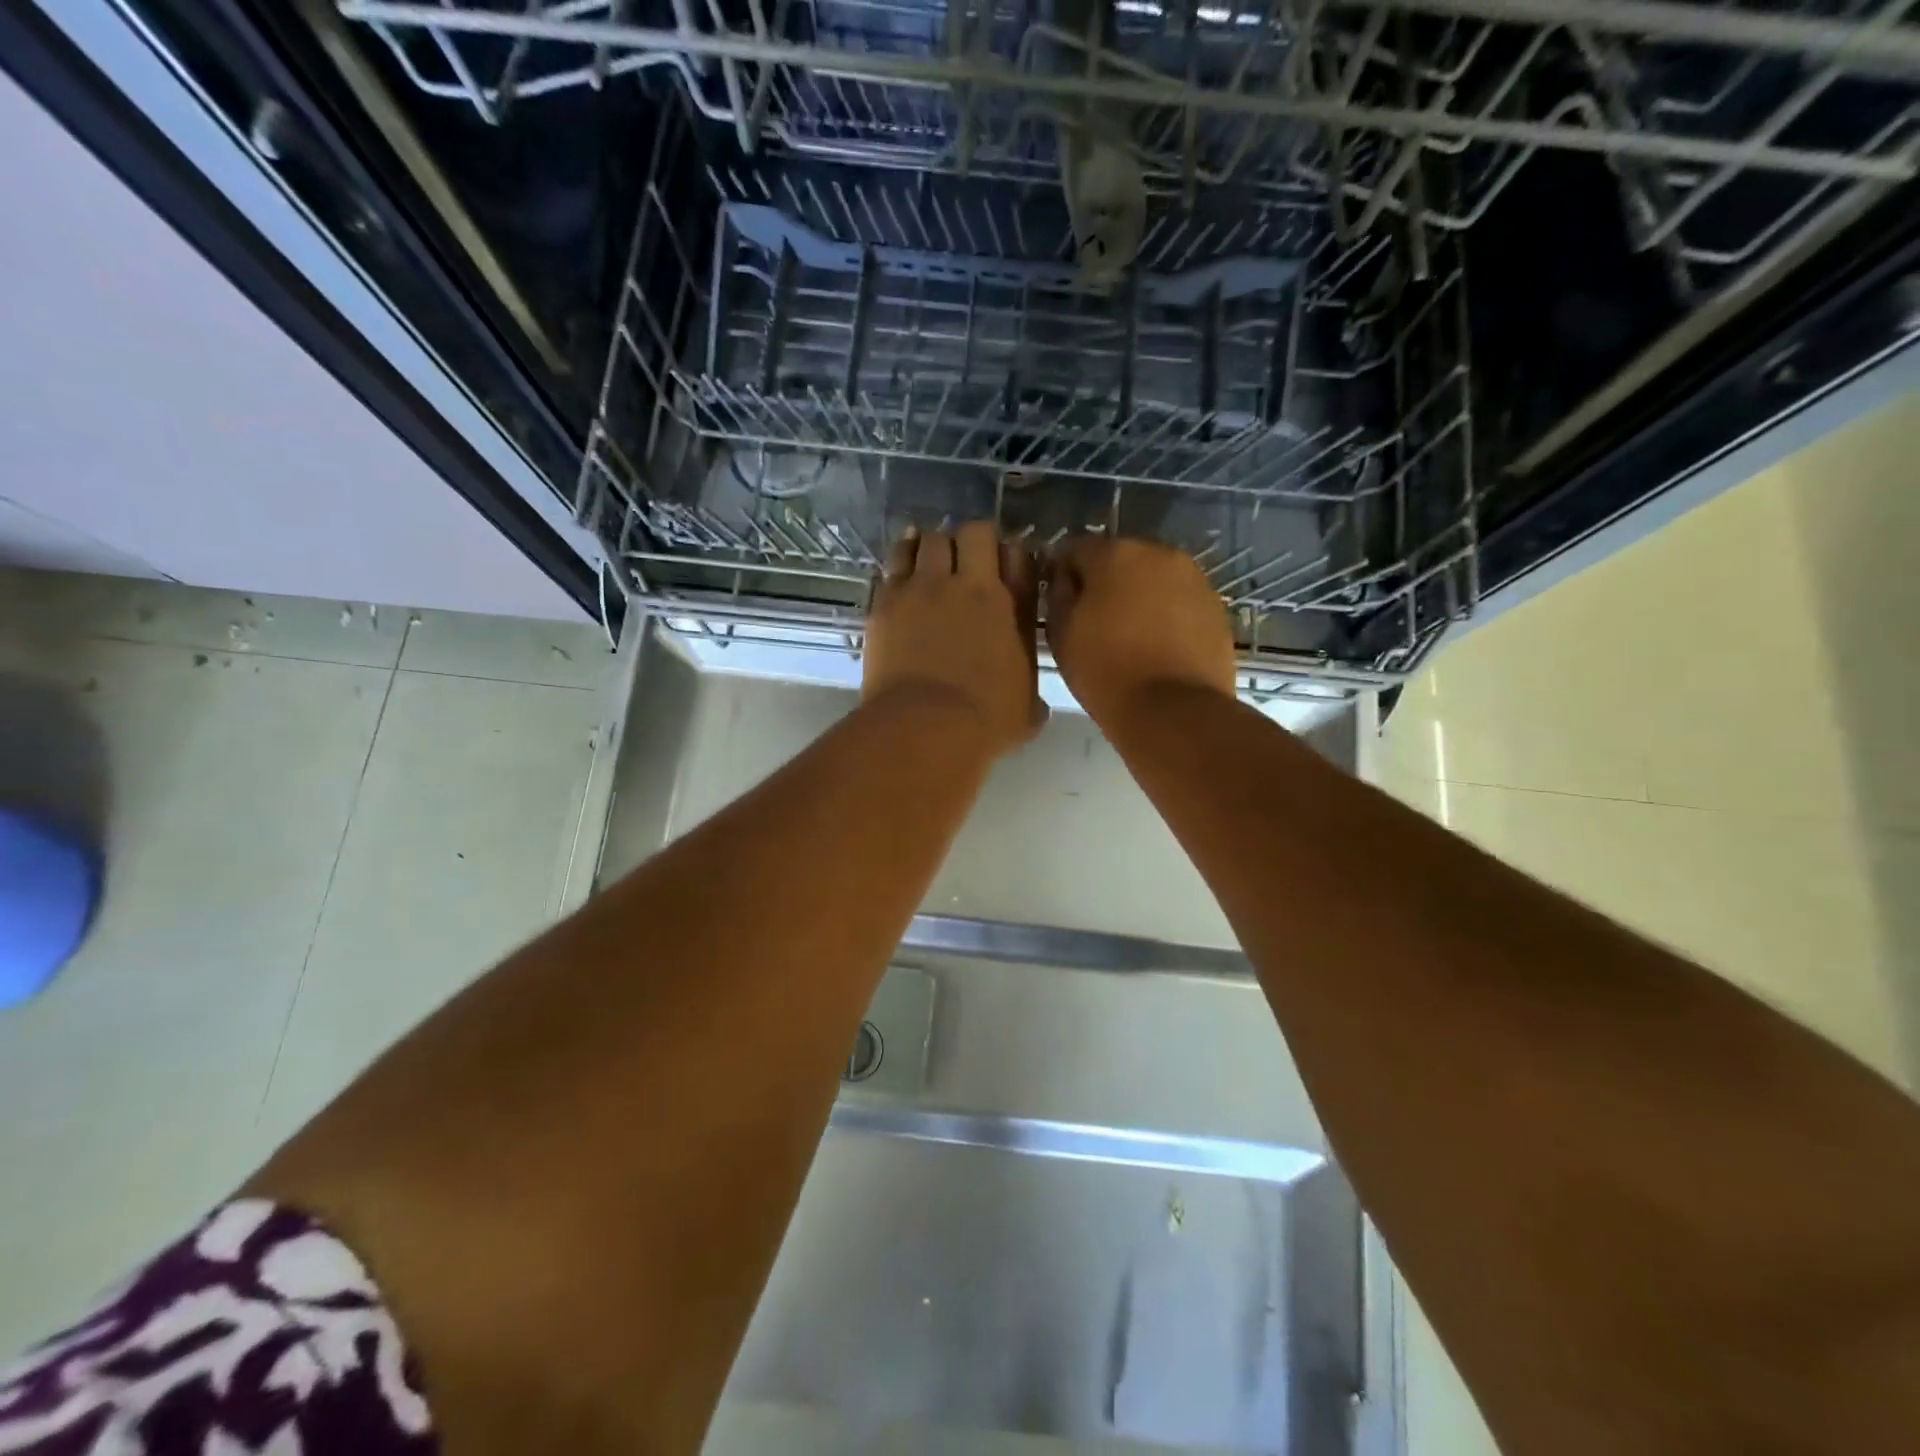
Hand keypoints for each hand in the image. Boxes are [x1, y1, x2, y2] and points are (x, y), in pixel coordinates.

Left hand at [864, 521, 1045, 755]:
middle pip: (971, 532)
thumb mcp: (1026, 709)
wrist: (925, 726)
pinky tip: (899, 574)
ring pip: (925, 539)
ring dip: (930, 545)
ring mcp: (921, 589)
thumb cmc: (985, 722)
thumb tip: (1034, 704)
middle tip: (967, 560)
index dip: (1012, 555)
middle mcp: (967, 584)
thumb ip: (1031, 693)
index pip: (1018, 555)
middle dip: (972, 540)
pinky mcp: (884, 603)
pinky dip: (898, 565)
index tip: (1007, 567)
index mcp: (1008, 605)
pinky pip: (890, 566)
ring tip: (928, 559)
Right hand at [1046, 536, 1236, 726]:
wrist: (1172, 710)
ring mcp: (1193, 578)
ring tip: (1129, 636)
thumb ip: (1058, 594)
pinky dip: (1166, 614)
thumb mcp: (1061, 633)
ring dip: (1138, 597)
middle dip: (1105, 582)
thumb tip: (1065, 578)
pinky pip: (1179, 601)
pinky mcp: (1215, 606)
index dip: (1062, 575)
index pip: (1075, 549)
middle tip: (1095, 622)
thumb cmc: (1105, 671)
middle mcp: (1158, 552)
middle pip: (1120, 559)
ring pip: (1153, 579)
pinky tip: (1158, 646)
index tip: (1060, 604)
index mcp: (1114, 553)